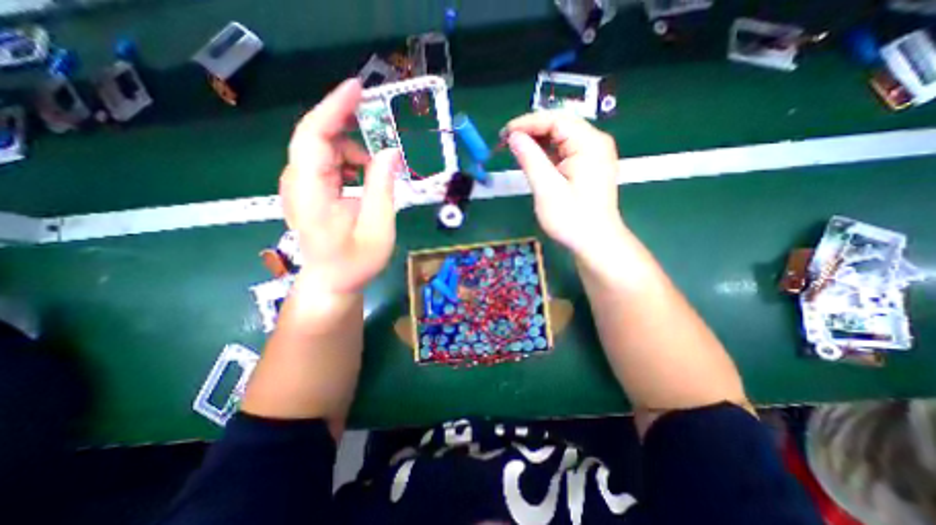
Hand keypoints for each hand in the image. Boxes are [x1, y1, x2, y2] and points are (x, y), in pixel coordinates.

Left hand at [284, 80, 404, 296]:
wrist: (332, 281)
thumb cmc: (356, 262)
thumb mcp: (378, 227)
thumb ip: (383, 188)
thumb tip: (391, 152)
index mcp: (312, 193)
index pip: (314, 136)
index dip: (334, 108)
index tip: (358, 88)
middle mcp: (299, 183)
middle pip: (317, 136)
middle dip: (348, 124)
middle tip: (379, 125)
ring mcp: (302, 186)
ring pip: (324, 148)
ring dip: (353, 148)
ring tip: (377, 168)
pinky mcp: (310, 189)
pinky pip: (328, 162)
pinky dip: (349, 160)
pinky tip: (365, 175)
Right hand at [510, 111, 623, 256]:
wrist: (595, 242)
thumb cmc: (572, 219)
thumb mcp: (547, 189)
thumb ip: (530, 159)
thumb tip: (513, 136)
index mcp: (589, 143)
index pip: (555, 120)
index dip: (527, 123)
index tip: (504, 133)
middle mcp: (595, 142)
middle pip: (559, 125)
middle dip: (531, 130)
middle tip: (506, 141)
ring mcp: (593, 154)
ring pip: (561, 137)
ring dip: (538, 141)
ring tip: (515, 149)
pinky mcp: (588, 165)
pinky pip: (565, 150)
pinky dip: (546, 152)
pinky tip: (533, 158)